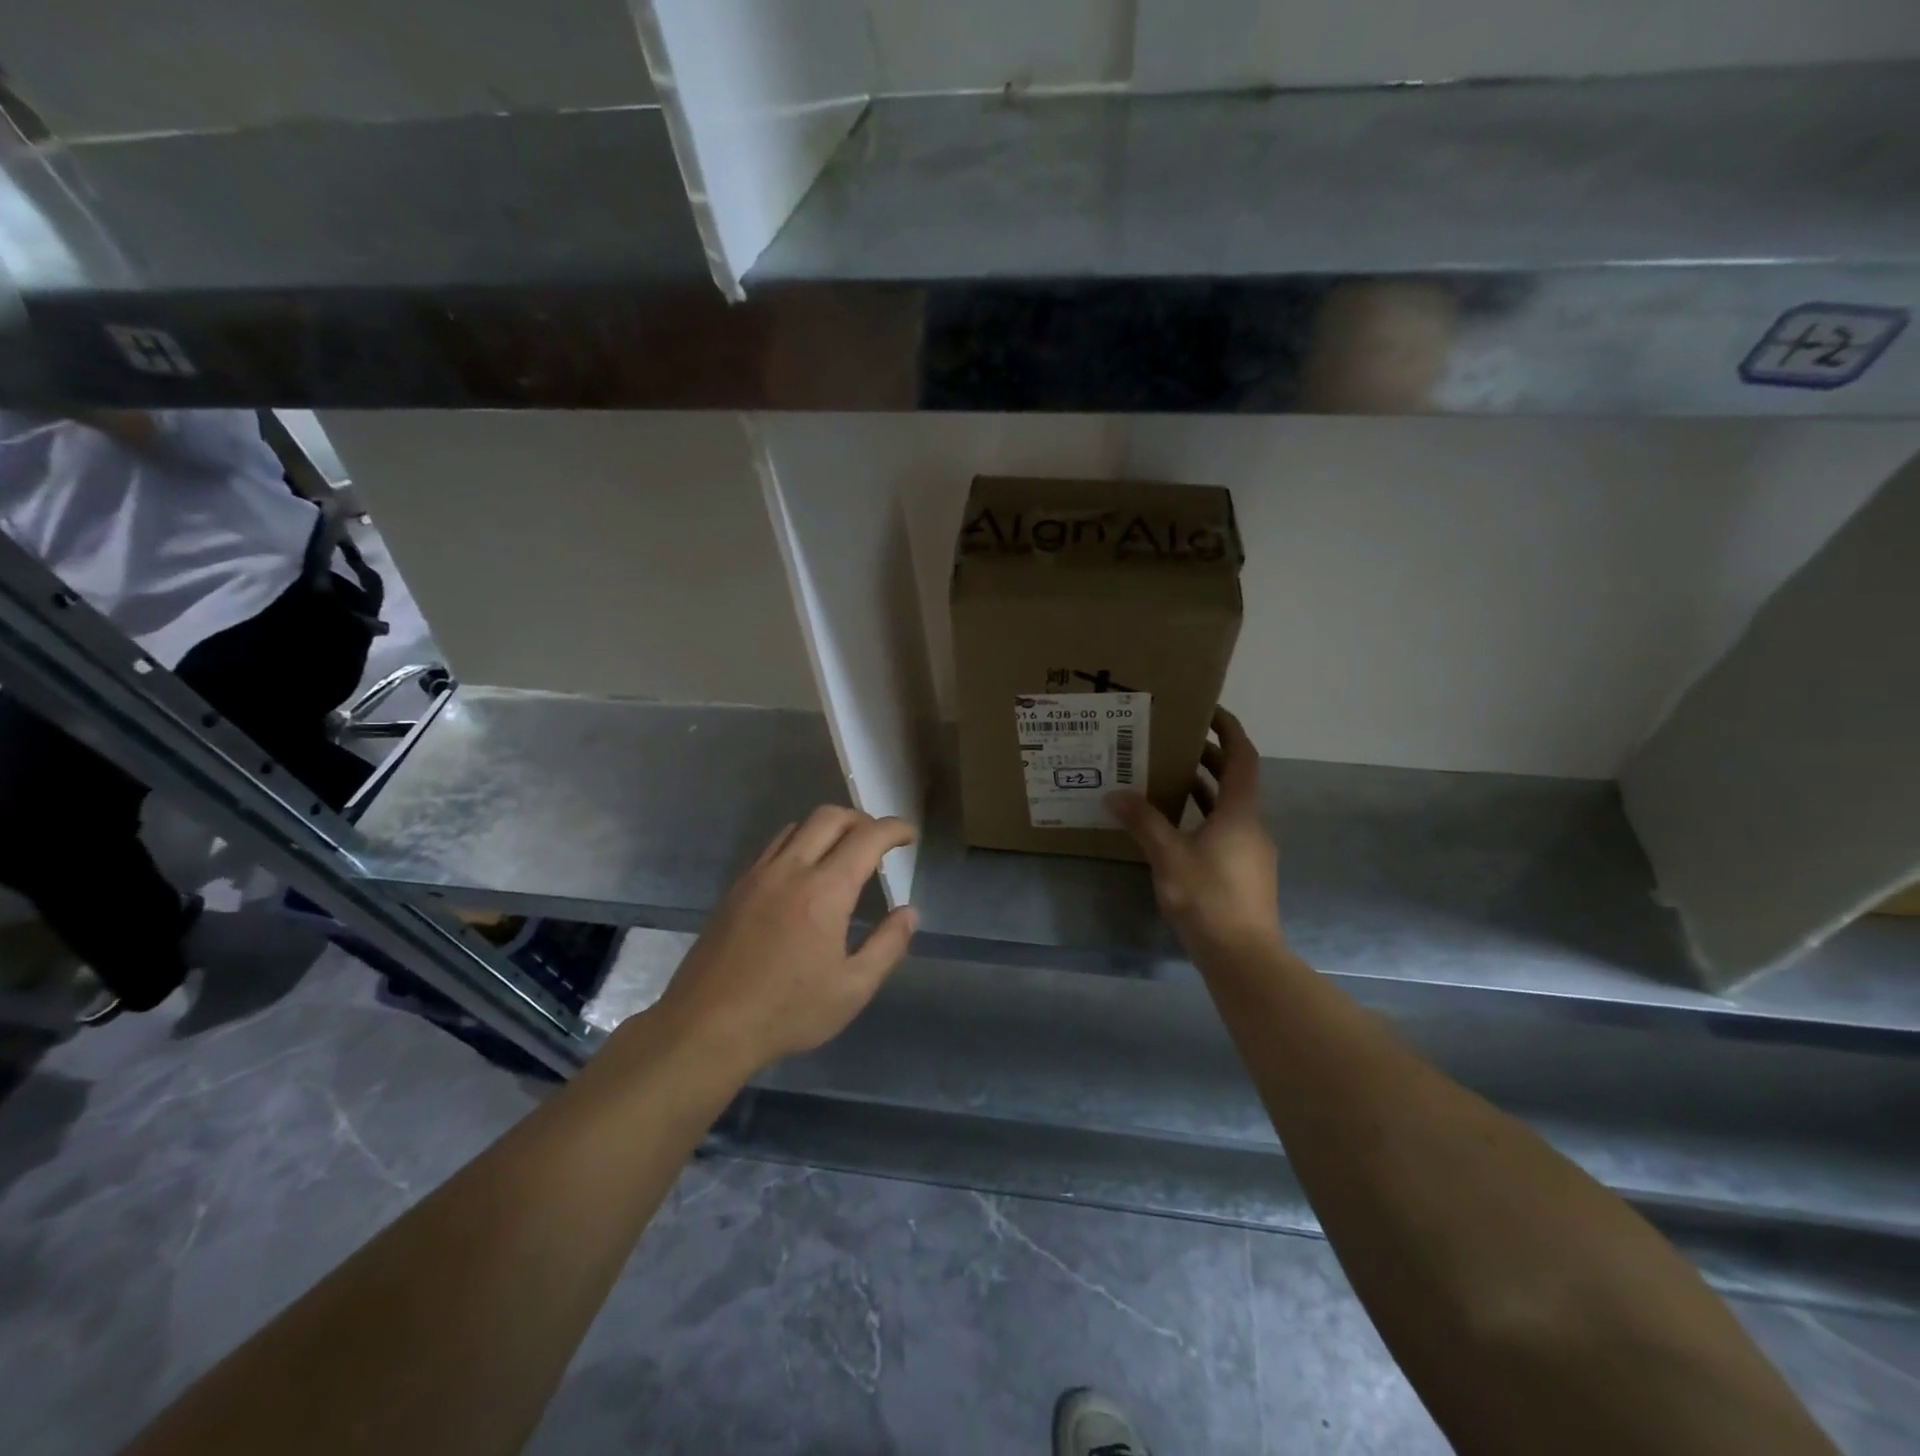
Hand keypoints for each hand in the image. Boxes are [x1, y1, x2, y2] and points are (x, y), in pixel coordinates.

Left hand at [648, 806, 916, 1076]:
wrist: (706, 1028)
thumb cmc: (787, 1012)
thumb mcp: (852, 989)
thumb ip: (887, 946)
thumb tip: (908, 912)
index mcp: (825, 891)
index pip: (867, 837)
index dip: (894, 828)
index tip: (909, 836)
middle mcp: (791, 870)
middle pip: (830, 817)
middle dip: (862, 819)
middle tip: (879, 843)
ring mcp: (758, 876)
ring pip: (798, 826)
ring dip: (828, 828)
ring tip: (843, 854)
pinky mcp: (736, 888)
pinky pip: (774, 847)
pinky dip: (799, 843)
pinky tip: (804, 875)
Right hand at [1108, 707, 1283, 963]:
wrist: (1242, 957)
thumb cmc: (1208, 898)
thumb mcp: (1168, 856)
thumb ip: (1143, 822)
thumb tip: (1115, 794)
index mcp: (1240, 812)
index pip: (1242, 757)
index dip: (1228, 730)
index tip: (1207, 711)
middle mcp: (1251, 825)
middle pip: (1235, 780)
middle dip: (1208, 757)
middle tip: (1173, 743)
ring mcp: (1251, 851)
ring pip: (1229, 807)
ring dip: (1204, 789)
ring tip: (1167, 779)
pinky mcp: (1244, 873)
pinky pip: (1224, 830)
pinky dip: (1203, 817)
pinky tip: (1175, 828)